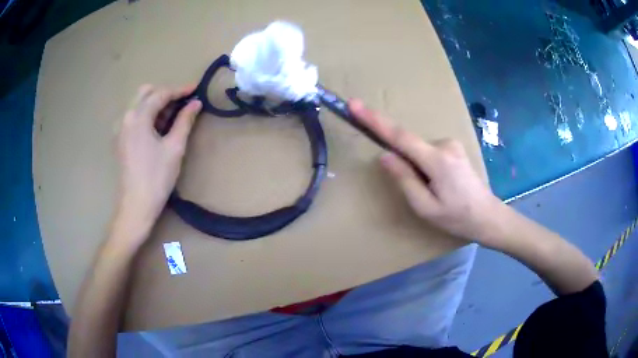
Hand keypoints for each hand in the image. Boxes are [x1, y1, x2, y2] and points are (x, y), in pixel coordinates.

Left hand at [117, 85, 201, 231]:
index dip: (180, 90)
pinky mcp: (120, 139)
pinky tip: (158, 127)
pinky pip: (134, 117)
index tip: (196, 89)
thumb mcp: (174, 147)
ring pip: (139, 104)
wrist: (136, 206)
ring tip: (173, 116)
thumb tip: (196, 103)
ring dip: (156, 104)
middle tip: (182, 103)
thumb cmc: (156, 177)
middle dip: (165, 93)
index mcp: (138, 117)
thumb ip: (185, 121)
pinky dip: (147, 115)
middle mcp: (126, 117)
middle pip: (146, 93)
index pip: (160, 94)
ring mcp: (121, 129)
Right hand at [349, 99, 503, 244]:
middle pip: (410, 147)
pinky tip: (440, 185)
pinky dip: (425, 165)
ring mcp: (451, 144)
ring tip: (435, 193)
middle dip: (405, 165)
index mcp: (437, 160)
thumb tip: (385, 155)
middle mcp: (444, 144)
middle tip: (421, 193)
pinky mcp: (454, 148)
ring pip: (419, 151)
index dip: (375, 120)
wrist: (487, 216)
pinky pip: (429, 152)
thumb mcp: (425, 207)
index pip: (399, 136)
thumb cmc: (457, 217)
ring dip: (417, 169)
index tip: (355, 106)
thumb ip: (404, 179)